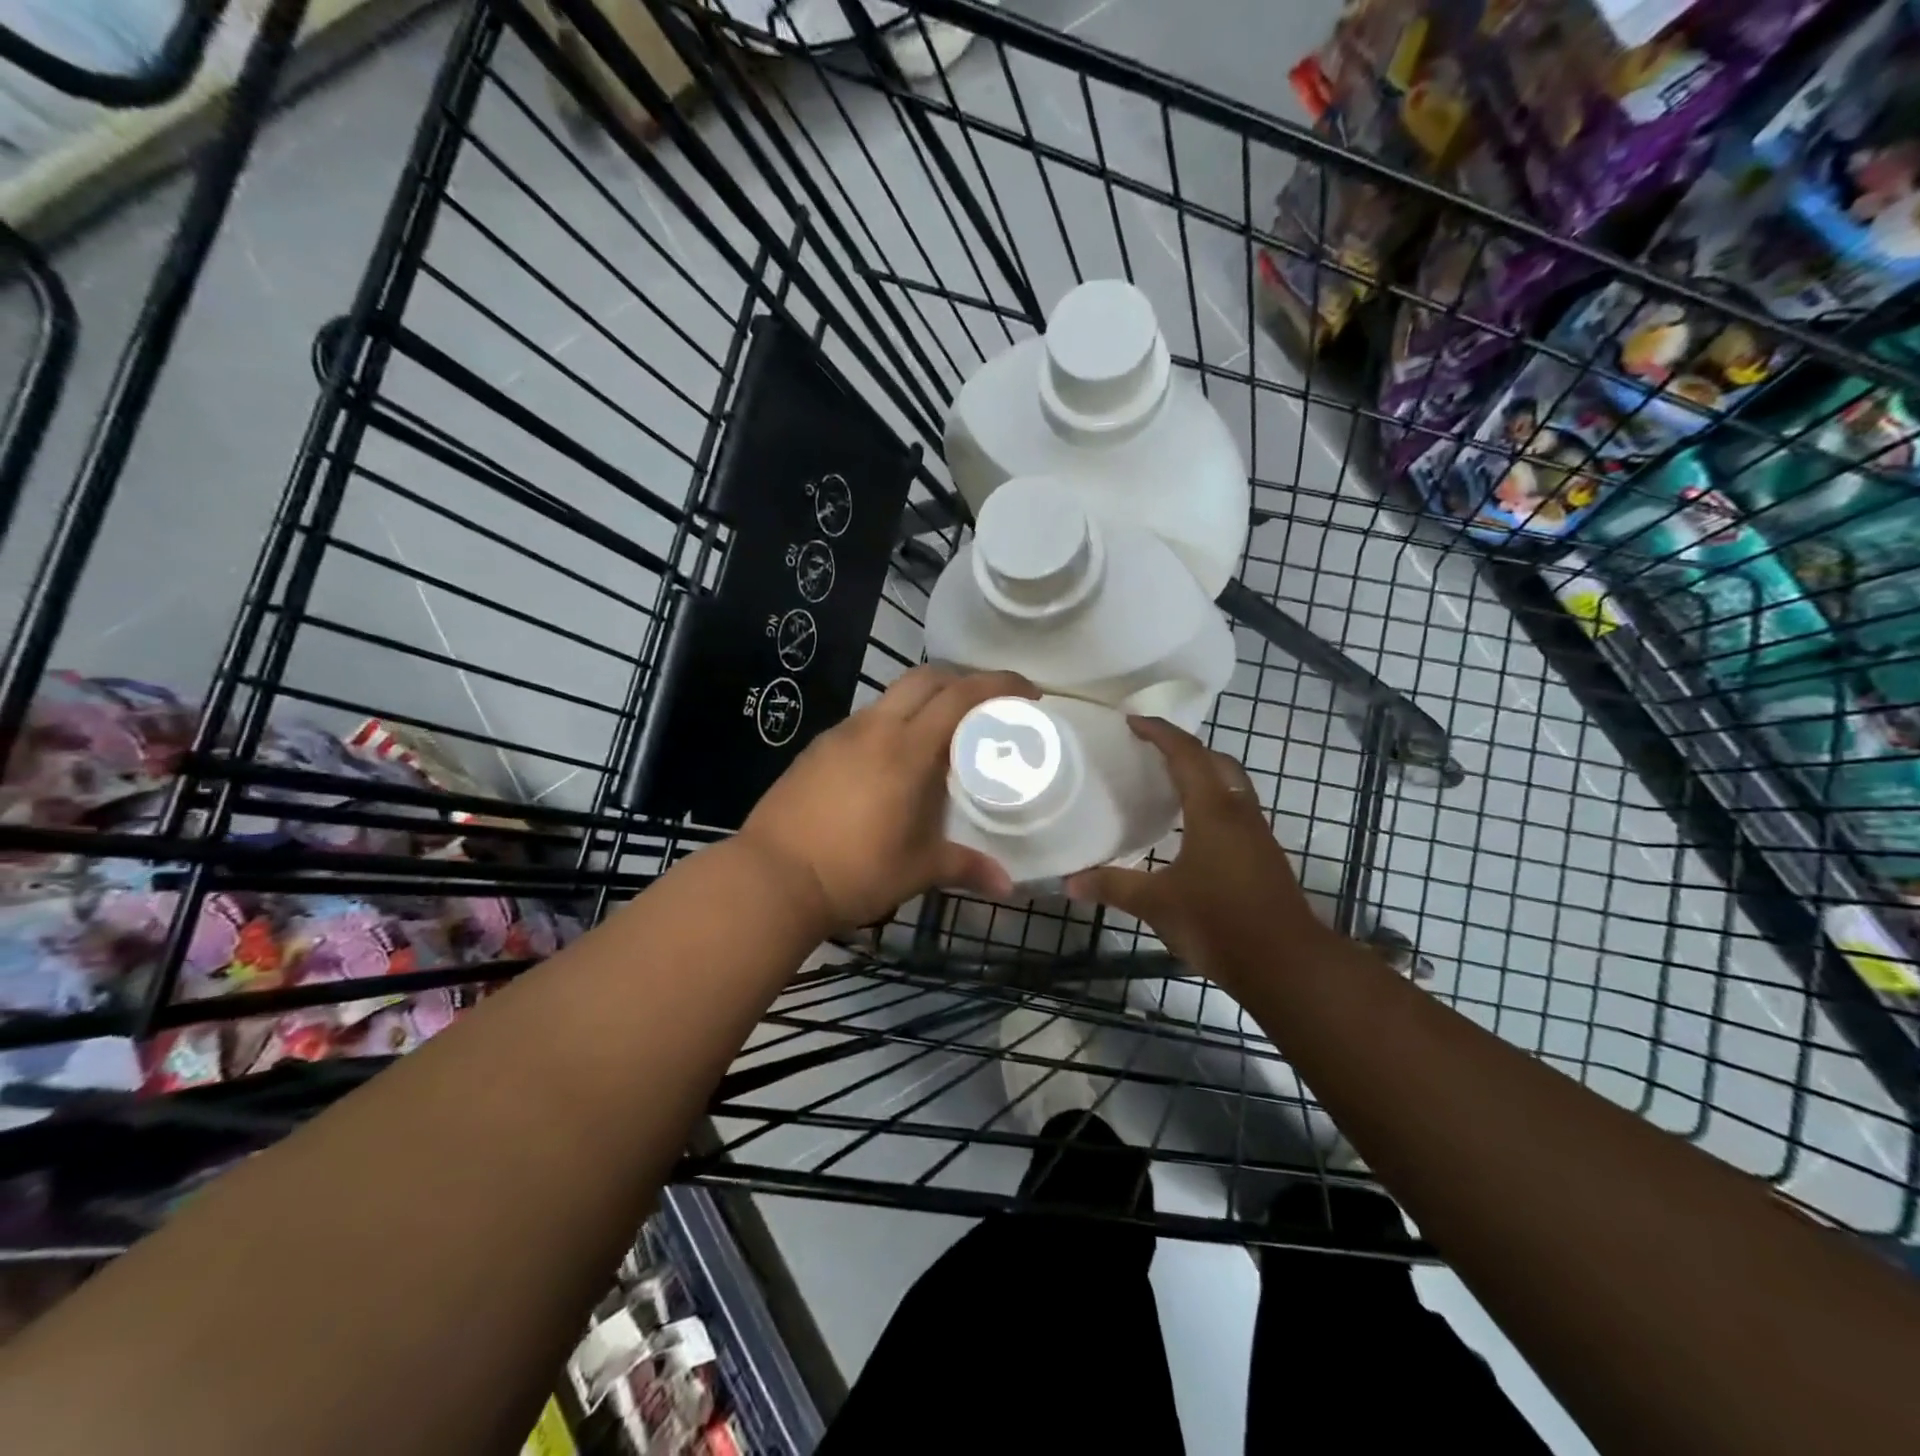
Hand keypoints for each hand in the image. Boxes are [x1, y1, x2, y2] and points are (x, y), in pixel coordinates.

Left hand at [739, 666, 1038, 933]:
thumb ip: (966, 867)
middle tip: (985, 706)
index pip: (960, 695)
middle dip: (961, 680)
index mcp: (907, 748)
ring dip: (923, 701)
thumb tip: (1008, 887)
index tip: (1028, 693)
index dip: (999, 684)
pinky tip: (892, 761)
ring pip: (891, 696)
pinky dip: (892, 723)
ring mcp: (840, 735)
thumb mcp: (918, 870)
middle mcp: (874, 728)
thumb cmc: (855, 871)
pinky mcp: (816, 749)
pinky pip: (865, 721)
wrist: (771, 878)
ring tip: (941, 735)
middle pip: (925, 678)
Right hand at [1065, 716, 1332, 988]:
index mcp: (1213, 811)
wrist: (1287, 965)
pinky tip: (1190, 829)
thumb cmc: (1219, 923)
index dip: (1159, 732)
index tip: (1132, 721)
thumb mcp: (1157, 904)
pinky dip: (1212, 802)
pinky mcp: (1263, 857)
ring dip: (1203, 774)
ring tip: (1167, 784)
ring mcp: (1257, 835)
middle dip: (1185, 748)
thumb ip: (1113, 887)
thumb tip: (1069, 882)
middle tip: (1151, 751)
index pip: (1186, 754)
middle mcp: (1239, 813)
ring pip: (1232, 786)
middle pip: (1217, 762)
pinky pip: (1236, 811)